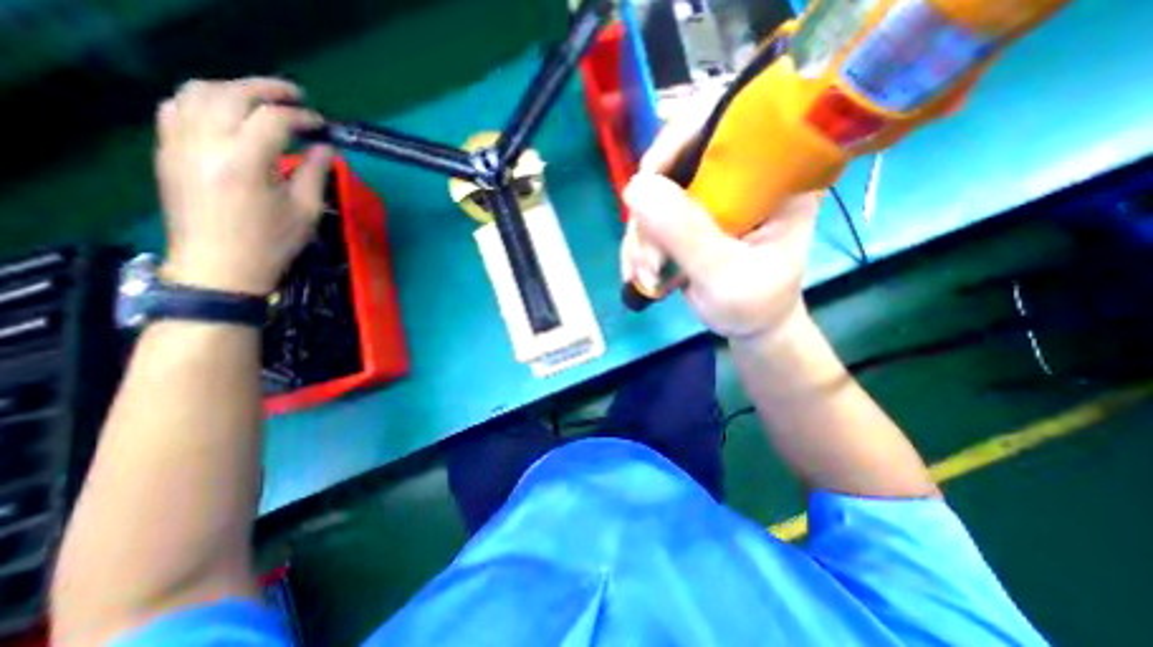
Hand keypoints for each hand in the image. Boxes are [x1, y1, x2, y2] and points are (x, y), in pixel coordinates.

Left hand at [154, 76, 333, 293]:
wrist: (219, 266)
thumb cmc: (272, 243)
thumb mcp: (305, 211)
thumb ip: (316, 174)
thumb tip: (325, 148)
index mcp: (246, 163)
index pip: (273, 120)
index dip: (302, 117)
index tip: (322, 126)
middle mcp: (206, 144)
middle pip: (231, 94)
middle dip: (268, 90)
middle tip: (297, 97)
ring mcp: (179, 144)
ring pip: (197, 92)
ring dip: (234, 89)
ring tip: (262, 101)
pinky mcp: (167, 150)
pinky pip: (176, 107)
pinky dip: (203, 99)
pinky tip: (226, 112)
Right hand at [622, 104, 818, 340]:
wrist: (748, 322)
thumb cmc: (754, 303)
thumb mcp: (726, 275)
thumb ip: (686, 234)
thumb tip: (635, 188)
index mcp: (774, 172)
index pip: (729, 118)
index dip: (681, 137)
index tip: (649, 181)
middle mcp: (740, 172)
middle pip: (676, 156)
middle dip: (650, 210)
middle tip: (646, 258)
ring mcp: (710, 192)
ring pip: (655, 191)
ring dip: (640, 236)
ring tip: (642, 275)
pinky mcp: (687, 212)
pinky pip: (649, 215)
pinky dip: (637, 244)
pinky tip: (637, 273)